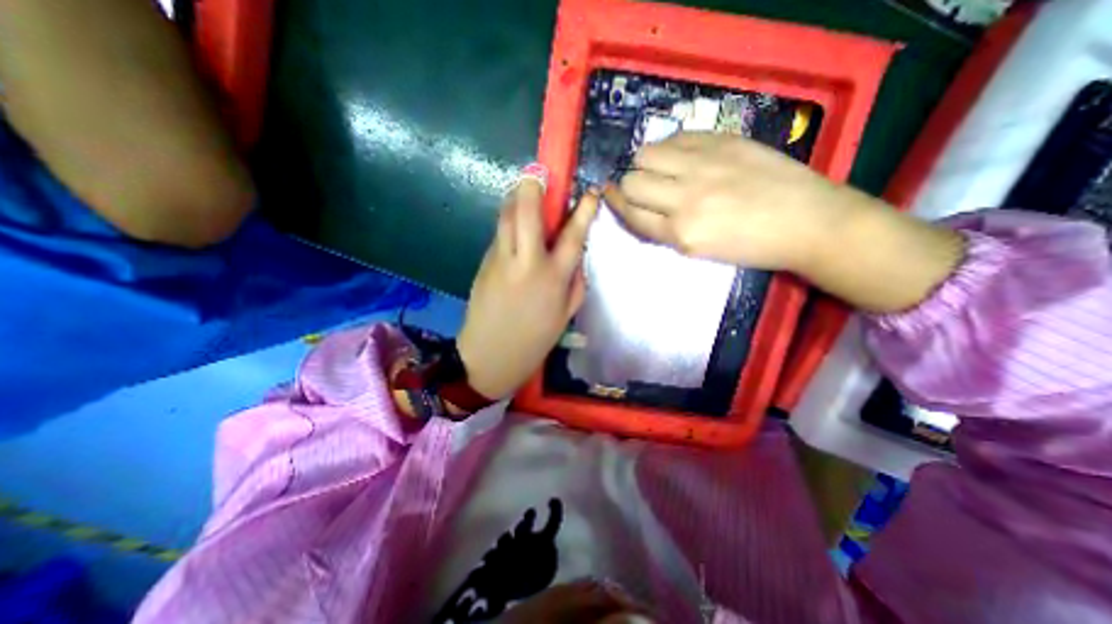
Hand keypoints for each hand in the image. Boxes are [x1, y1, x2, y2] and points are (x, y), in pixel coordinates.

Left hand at [455, 169, 600, 396]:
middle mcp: (526, 261)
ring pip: (507, 217)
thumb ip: (575, 281)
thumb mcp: (566, 315)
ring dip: (516, 199)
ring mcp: (500, 259)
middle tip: (539, 172)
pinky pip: (499, 235)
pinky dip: (508, 223)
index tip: (590, 192)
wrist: (489, 356)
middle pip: (528, 212)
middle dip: (534, 186)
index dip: (583, 210)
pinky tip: (515, 228)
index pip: (572, 235)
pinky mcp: (484, 262)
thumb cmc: (534, 340)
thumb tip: (575, 256)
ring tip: (525, 192)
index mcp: (552, 278)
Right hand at [600, 133, 852, 270]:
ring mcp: (703, 166)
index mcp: (681, 233)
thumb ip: (666, 230)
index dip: (616, 206)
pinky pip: (675, 137)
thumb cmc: (751, 246)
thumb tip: (642, 208)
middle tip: (640, 187)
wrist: (806, 221)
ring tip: (658, 167)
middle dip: (628, 186)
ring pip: (646, 154)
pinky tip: (679, 154)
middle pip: (631, 182)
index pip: (631, 215)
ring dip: (644, 163)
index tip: (610, 197)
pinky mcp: (721, 141)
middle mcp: (685, 199)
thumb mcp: (699, 251)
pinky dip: (669, 146)